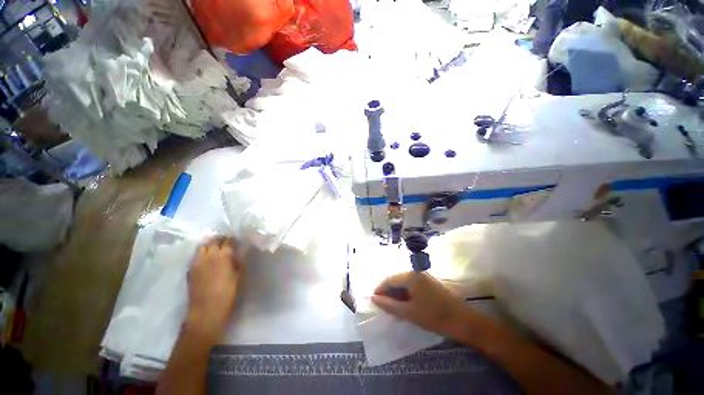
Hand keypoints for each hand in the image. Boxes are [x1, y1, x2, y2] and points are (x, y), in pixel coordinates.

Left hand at [186, 236, 245, 340]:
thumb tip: (242, 250)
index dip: (233, 239)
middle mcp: (208, 256)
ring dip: (209, 245)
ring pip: (202, 247)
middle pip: (213, 240)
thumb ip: (240, 260)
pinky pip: (196, 256)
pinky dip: (202, 254)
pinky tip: (207, 260)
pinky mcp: (190, 270)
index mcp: (223, 256)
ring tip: (215, 249)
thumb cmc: (228, 294)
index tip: (237, 241)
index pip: (228, 240)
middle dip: (220, 239)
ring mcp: (197, 263)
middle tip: (226, 243)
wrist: (206, 312)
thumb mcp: (240, 276)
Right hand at [371, 272, 467, 336]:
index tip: (373, 300)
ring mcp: (422, 276)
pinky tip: (404, 304)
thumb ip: (389, 305)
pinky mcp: (428, 282)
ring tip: (392, 307)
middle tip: (383, 306)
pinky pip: (411, 285)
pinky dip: (405, 294)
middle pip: (396, 279)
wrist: (462, 320)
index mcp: (410, 276)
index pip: (389, 279)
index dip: (379, 289)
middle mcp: (415, 272)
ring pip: (403, 283)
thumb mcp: (408, 312)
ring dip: (396, 294)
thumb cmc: (433, 316)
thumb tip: (373, 298)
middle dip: (388, 292)